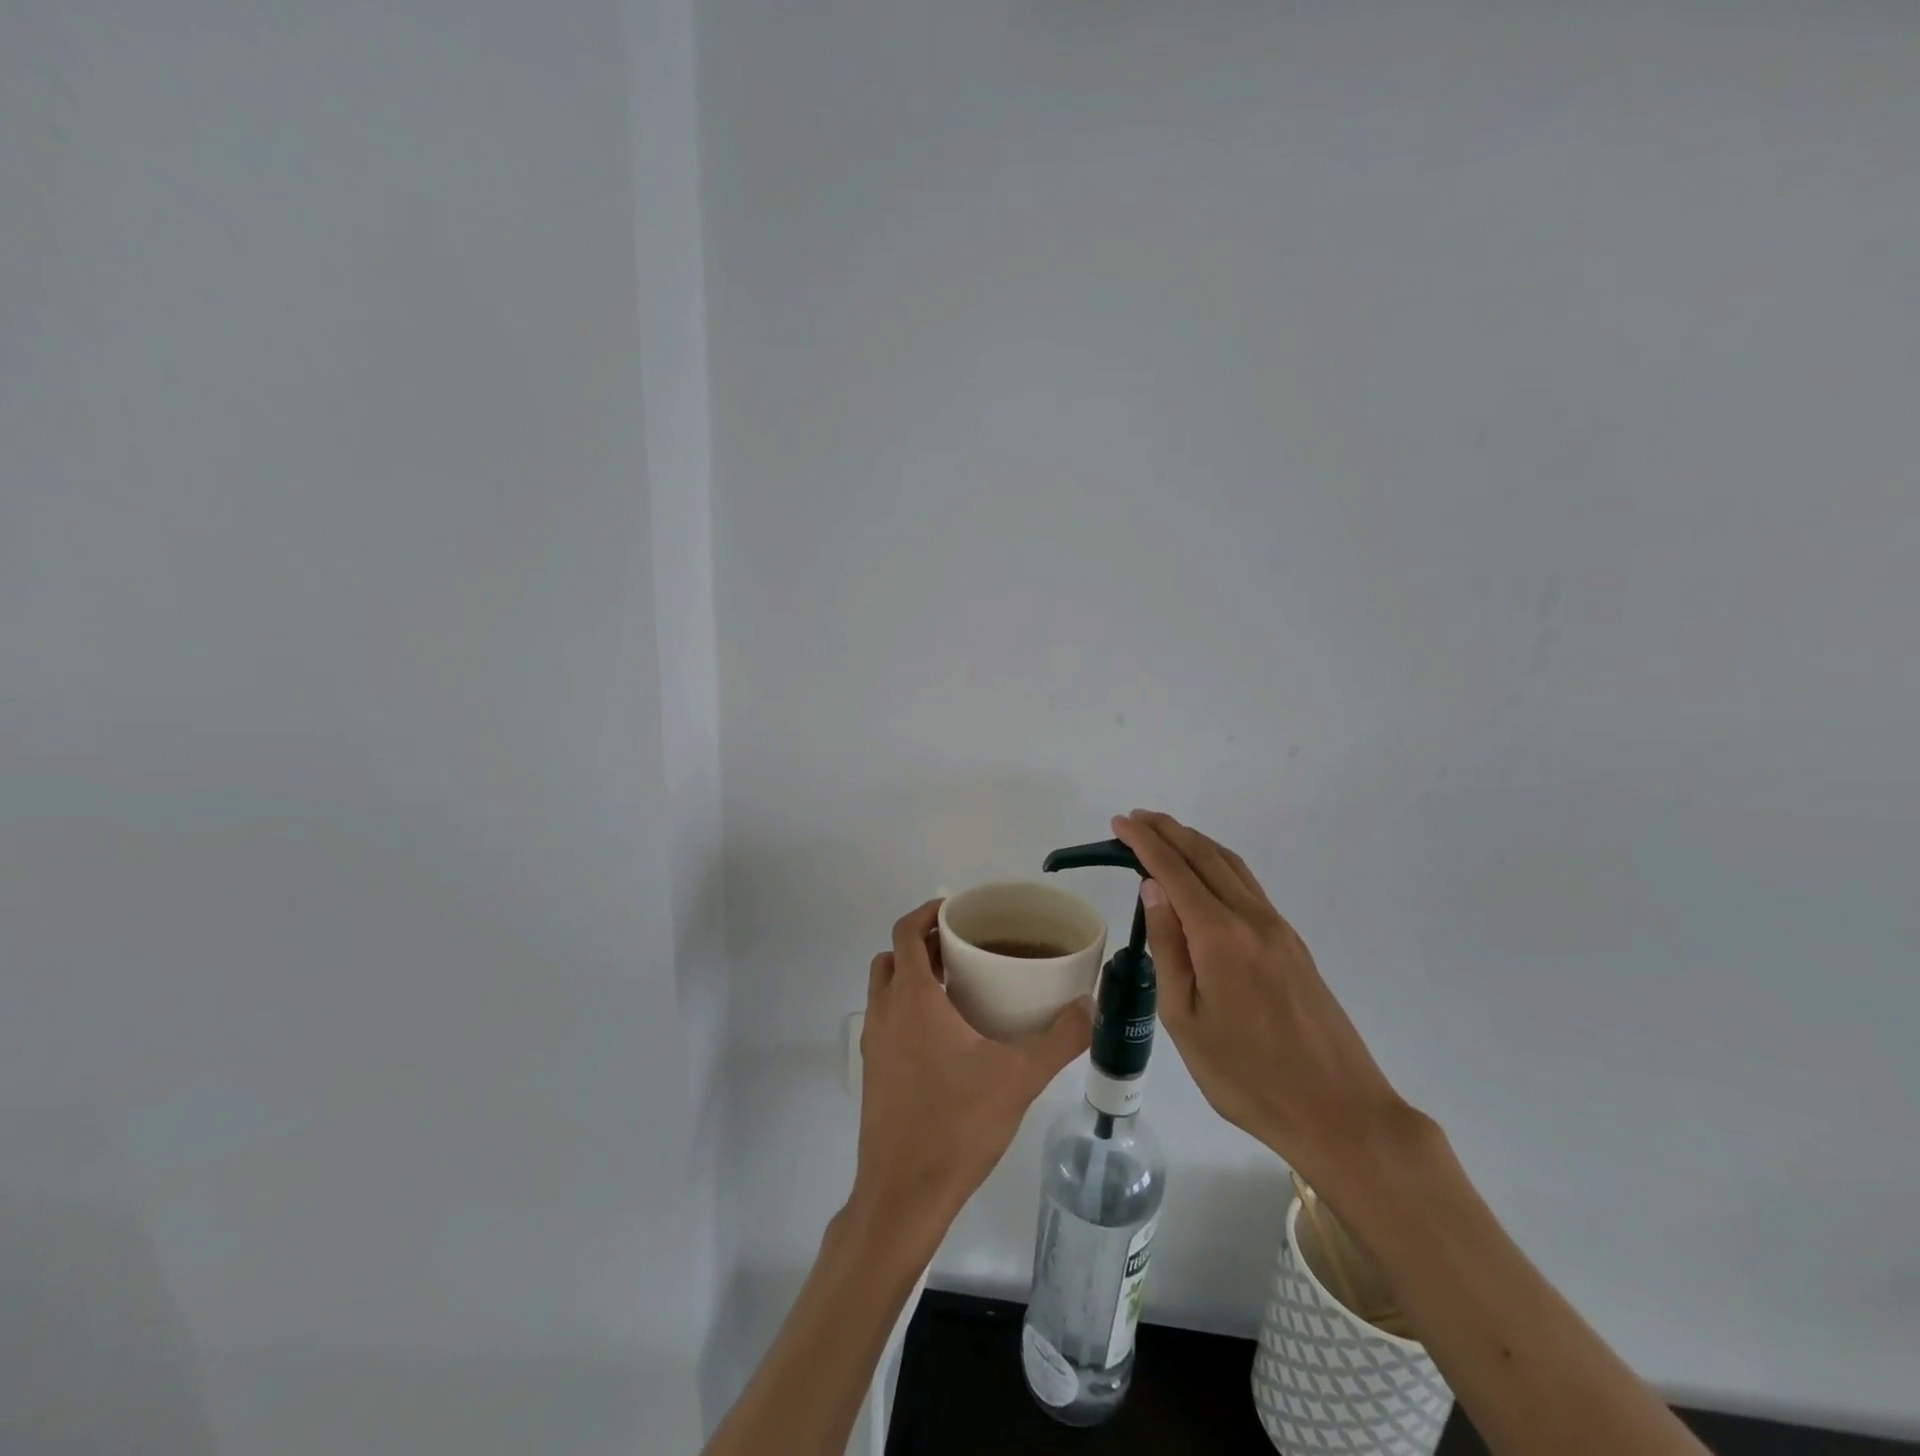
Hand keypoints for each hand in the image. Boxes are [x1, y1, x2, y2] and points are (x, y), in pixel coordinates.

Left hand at [848, 900, 1092, 1246]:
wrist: (904, 1194)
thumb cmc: (958, 1125)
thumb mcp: (1019, 1078)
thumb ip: (1059, 1040)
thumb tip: (1090, 1006)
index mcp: (912, 999)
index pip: (906, 933)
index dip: (927, 912)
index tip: (958, 910)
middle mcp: (885, 1012)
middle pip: (893, 956)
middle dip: (922, 943)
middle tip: (963, 946)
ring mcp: (874, 1043)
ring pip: (885, 988)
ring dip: (912, 975)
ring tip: (957, 985)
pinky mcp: (873, 1071)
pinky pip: (885, 1018)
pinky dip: (907, 1007)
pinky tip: (945, 1035)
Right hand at [1110, 810, 1412, 1199]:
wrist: (1340, 1112)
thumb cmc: (1247, 1076)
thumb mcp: (1186, 1020)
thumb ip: (1169, 948)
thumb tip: (1153, 889)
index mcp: (1221, 937)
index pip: (1175, 871)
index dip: (1144, 843)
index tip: (1119, 823)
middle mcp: (1252, 919)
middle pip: (1206, 857)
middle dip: (1168, 832)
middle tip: (1134, 819)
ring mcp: (1278, 929)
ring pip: (1232, 866)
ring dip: (1195, 843)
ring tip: (1164, 834)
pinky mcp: (1293, 944)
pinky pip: (1248, 886)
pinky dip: (1218, 865)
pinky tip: (1205, 873)